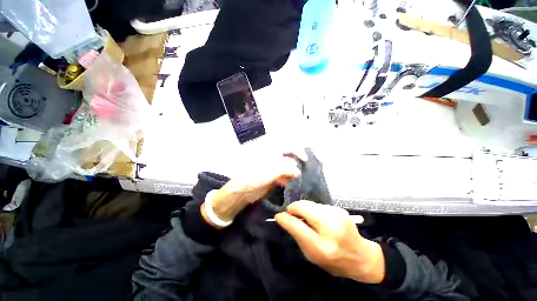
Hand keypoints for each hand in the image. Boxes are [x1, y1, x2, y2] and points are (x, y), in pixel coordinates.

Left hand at [201, 151, 305, 227]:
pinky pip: (285, 178)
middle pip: (289, 159)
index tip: (304, 160)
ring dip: (295, 173)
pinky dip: (289, 181)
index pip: (286, 148)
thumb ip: (283, 169)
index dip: (297, 151)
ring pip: (288, 169)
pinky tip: (291, 185)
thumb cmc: (251, 179)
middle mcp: (273, 160)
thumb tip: (298, 170)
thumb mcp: (267, 174)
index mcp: (270, 154)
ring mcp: (273, 170)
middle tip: (306, 172)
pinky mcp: (273, 180)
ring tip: (301, 180)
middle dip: (298, 164)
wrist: (239, 194)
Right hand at [275, 201, 384, 283]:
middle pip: (303, 207)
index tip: (279, 215)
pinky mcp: (340, 209)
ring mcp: (337, 215)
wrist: (361, 258)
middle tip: (293, 215)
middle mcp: (330, 227)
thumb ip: (297, 235)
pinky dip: (314, 210)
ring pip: (310, 204)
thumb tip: (284, 218)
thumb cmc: (333, 261)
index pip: (297, 225)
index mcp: (322, 246)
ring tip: (307, 219)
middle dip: (294, 209)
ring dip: (305, 209)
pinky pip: (318, 205)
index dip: (285, 218)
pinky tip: (318, 218)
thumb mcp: (311, 255)